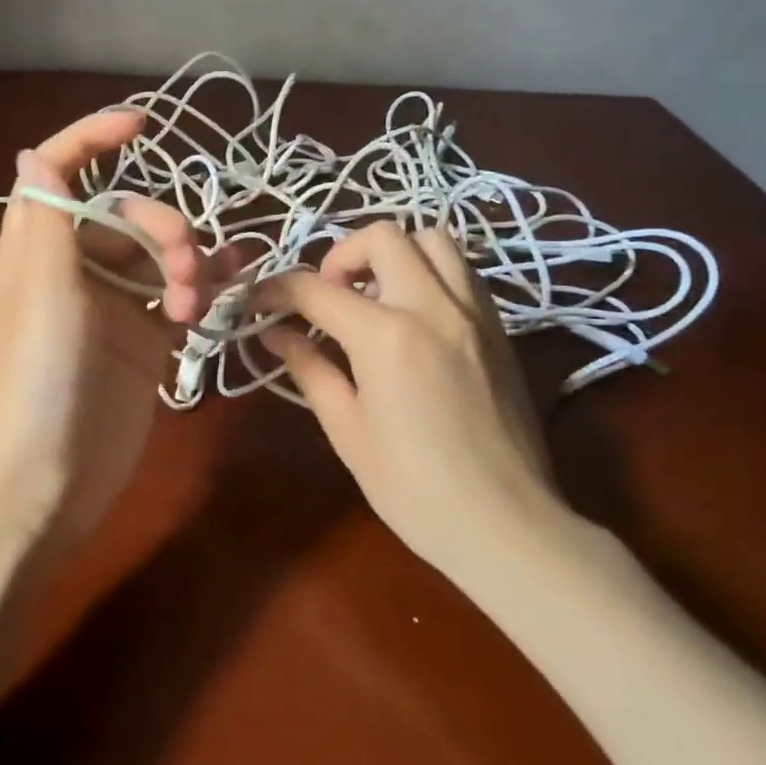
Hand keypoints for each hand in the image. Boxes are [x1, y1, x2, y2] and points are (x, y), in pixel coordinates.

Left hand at [0, 110, 234, 546]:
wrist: (41, 490)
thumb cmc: (31, 387)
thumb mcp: (40, 298)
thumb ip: (46, 224)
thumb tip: (34, 152)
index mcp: (38, 252)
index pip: (60, 174)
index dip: (92, 138)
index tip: (143, 124)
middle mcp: (73, 272)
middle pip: (126, 215)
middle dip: (161, 227)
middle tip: (181, 271)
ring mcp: (110, 310)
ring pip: (158, 257)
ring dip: (187, 263)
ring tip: (194, 304)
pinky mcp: (142, 346)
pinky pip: (178, 299)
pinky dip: (205, 288)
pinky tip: (233, 286)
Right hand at [254, 222, 569, 577]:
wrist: (507, 527)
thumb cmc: (415, 489)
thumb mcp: (347, 430)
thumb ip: (309, 368)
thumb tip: (274, 333)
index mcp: (386, 336)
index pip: (316, 290)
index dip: (276, 290)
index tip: (258, 301)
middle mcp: (432, 306)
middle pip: (382, 237)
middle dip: (341, 256)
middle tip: (328, 297)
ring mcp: (474, 313)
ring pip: (433, 240)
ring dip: (393, 255)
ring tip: (374, 298)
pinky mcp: (499, 328)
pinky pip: (462, 271)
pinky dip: (429, 273)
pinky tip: (413, 317)